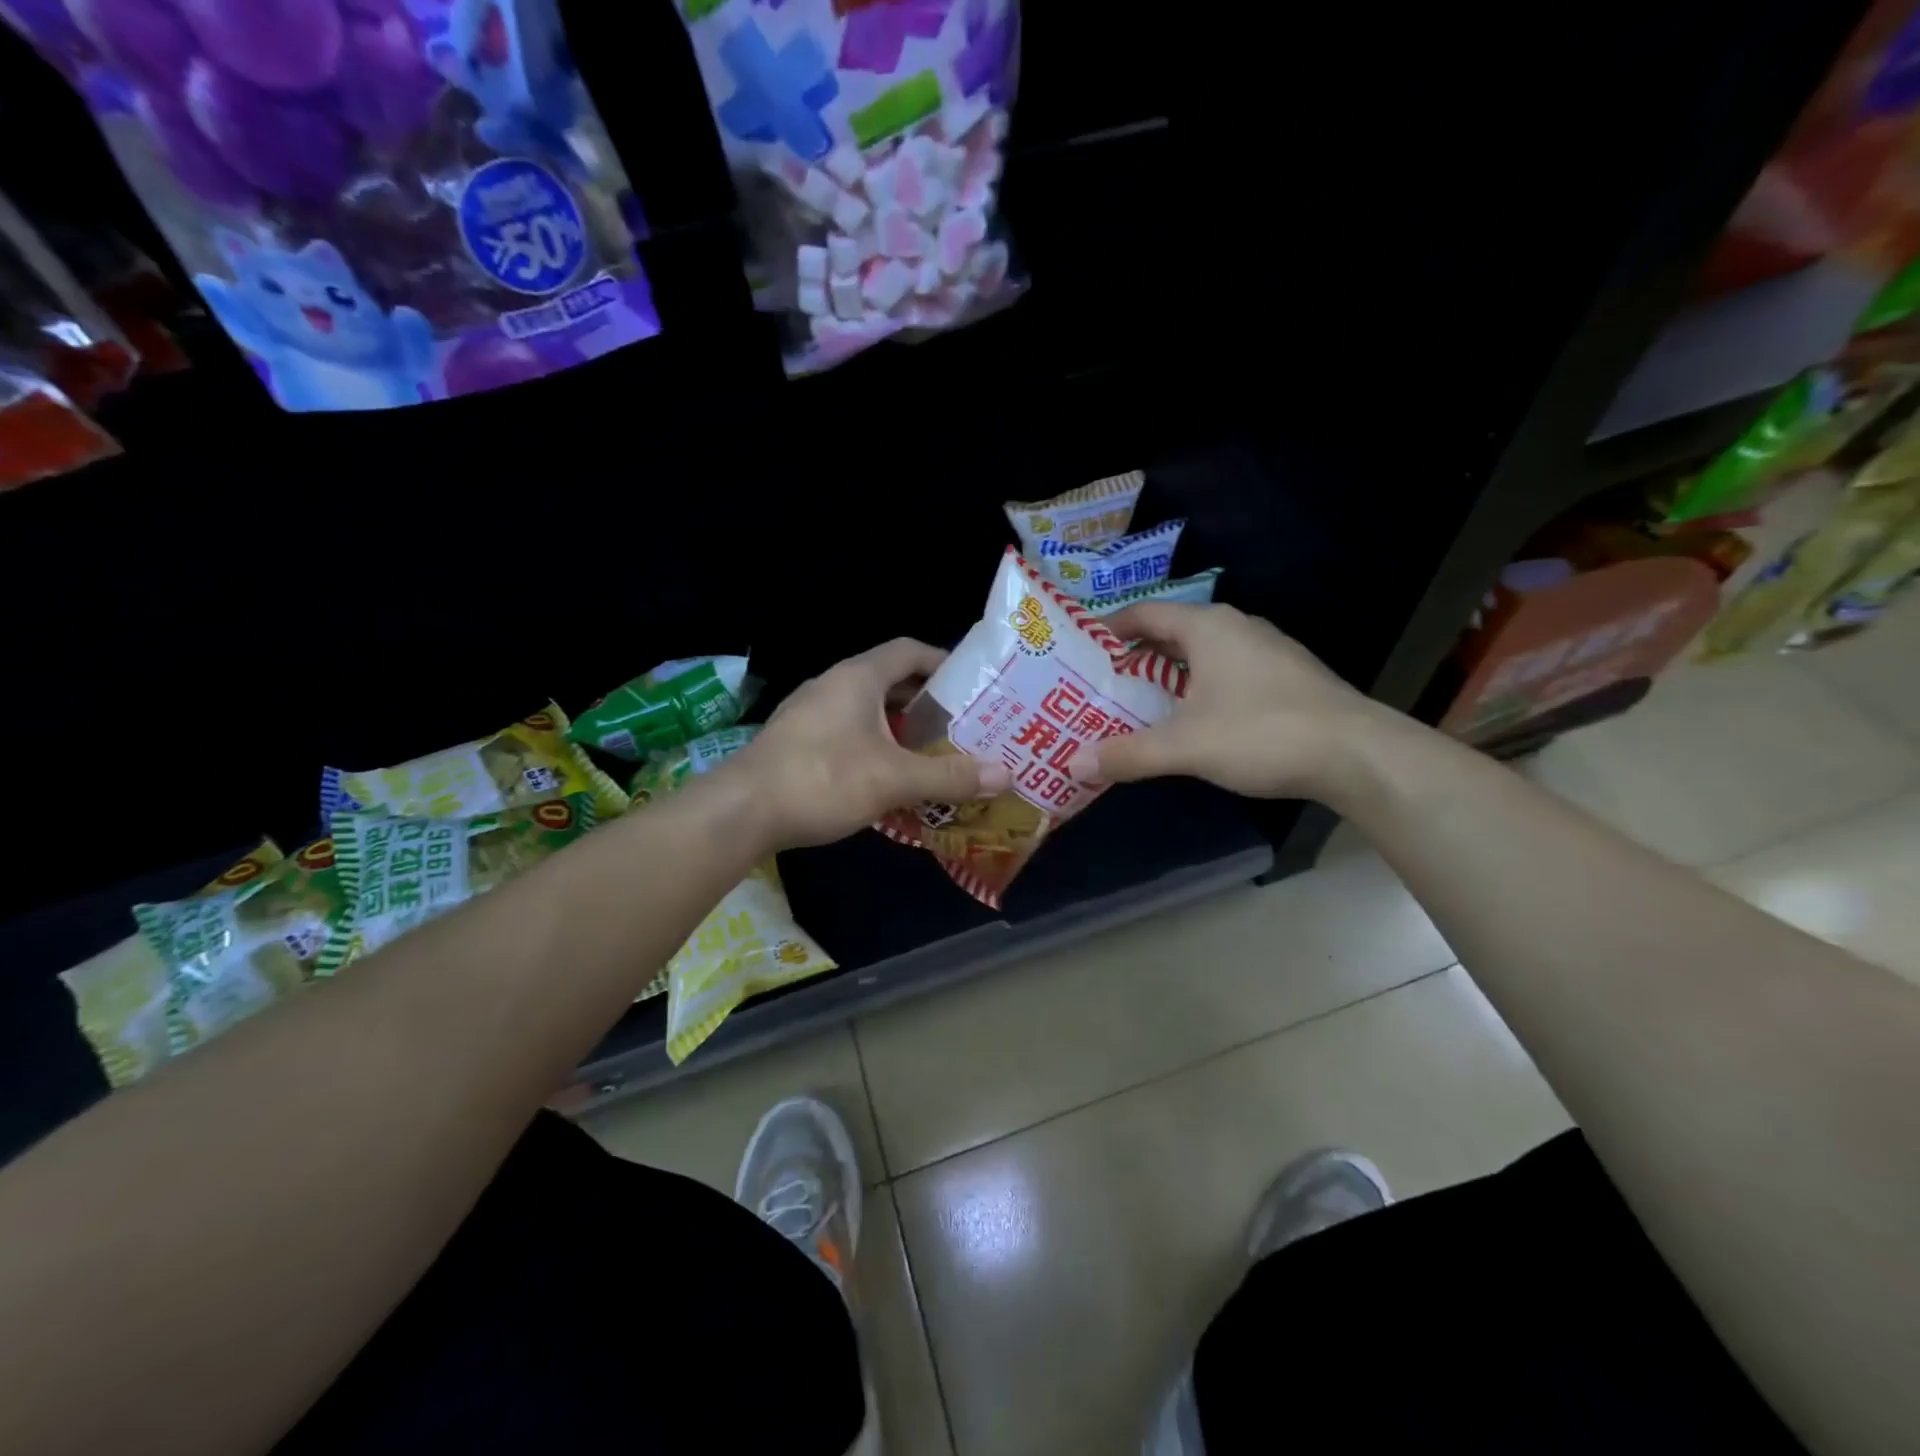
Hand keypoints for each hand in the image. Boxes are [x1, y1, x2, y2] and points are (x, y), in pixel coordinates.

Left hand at [731, 638, 1011, 848]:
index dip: (944, 662)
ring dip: (901, 729)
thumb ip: (949, 776)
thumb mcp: (894, 779)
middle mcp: (834, 685)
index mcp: (859, 677)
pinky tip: (889, 779)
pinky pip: (848, 733)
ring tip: (934, 754)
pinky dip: (875, 747)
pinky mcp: (798, 742)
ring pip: (869, 711)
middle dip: (928, 703)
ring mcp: (811, 713)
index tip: (973, 686)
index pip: (910, 651)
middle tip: (963, 726)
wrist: (742, 811)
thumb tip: (1006, 774)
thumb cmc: (823, 779)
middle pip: (891, 682)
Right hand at [1079, 603, 1390, 799]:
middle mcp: (1236, 628)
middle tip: (1100, 685)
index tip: (1081, 652)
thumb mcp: (1185, 746)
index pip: (1145, 613)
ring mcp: (1266, 651)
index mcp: (1208, 627)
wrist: (1357, 754)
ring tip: (1136, 705)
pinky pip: (1226, 672)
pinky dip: (1198, 689)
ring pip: (1201, 655)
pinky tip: (1191, 720)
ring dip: (1168, 676)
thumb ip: (1128, 754)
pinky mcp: (1285, 677)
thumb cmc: (1262, 733)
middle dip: (1134, 658)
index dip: (1110, 629)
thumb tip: (1074, 764)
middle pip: (1171, 634)